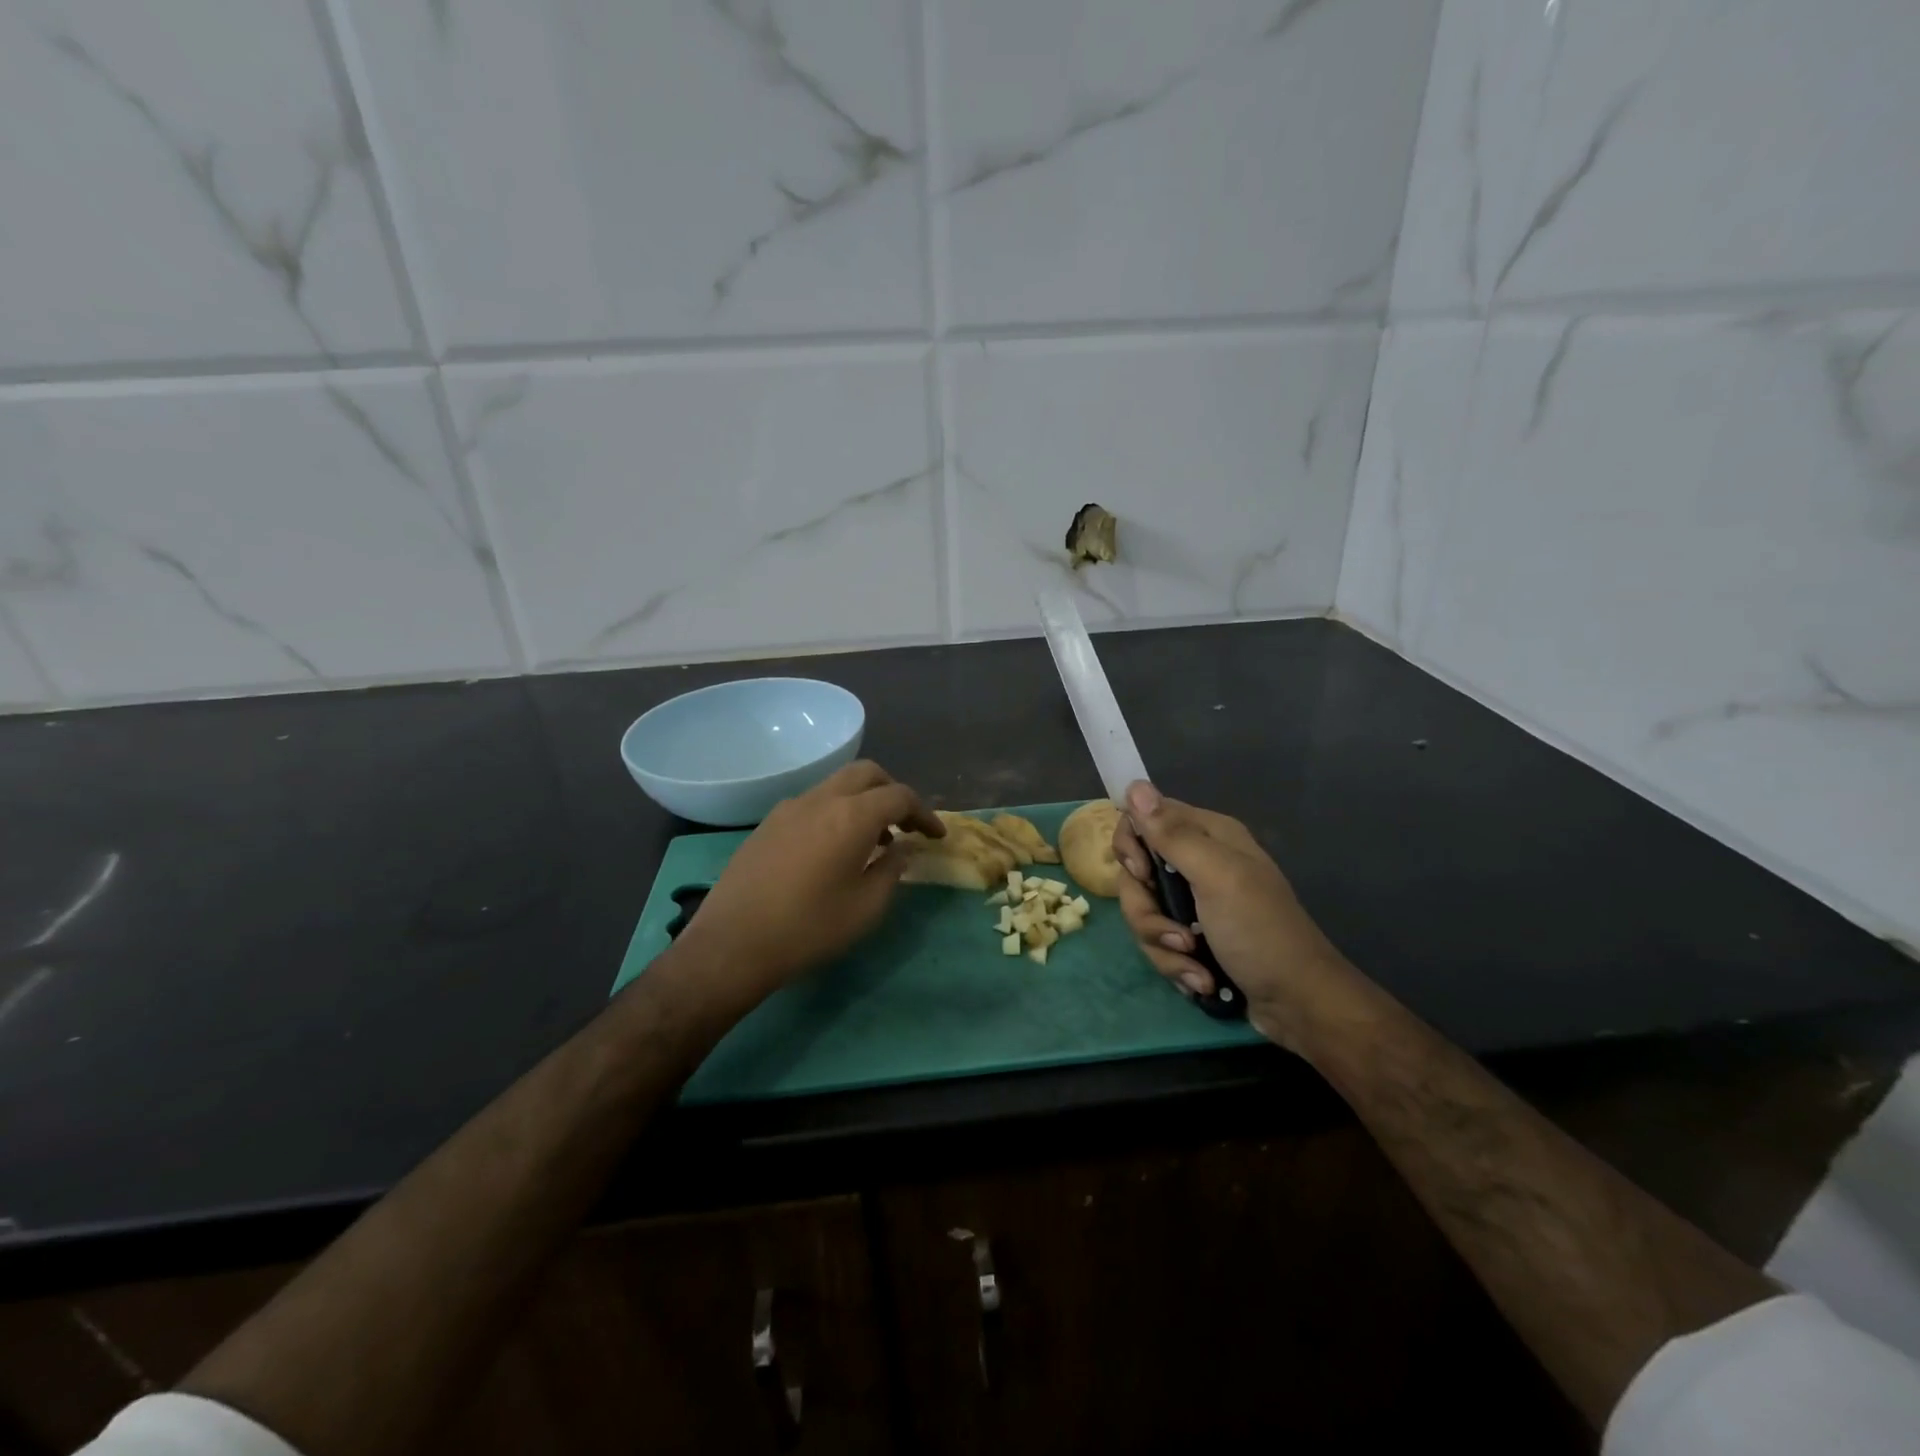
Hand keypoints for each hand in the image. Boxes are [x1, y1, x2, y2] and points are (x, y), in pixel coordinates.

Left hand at [680, 760, 942, 1005]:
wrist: (733, 943)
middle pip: (867, 774)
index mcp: (852, 816)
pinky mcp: (768, 823)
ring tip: (873, 840)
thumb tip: (903, 848)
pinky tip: (833, 849)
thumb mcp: (866, 907)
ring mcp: (790, 807)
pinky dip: (836, 811)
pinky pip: (813, 802)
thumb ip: (892, 870)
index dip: (924, 813)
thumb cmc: (809, 929)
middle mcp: (822, 799)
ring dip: (863, 801)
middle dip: (893, 792)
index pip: (900, 796)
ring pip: (837, 784)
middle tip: (905, 826)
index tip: (936, 836)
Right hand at [1113, 781, 1350, 1049]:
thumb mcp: (1216, 877)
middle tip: (1177, 936)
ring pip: (1144, 913)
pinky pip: (1158, 942)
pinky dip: (1175, 964)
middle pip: (1136, 874)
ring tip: (1196, 966)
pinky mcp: (1191, 937)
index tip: (1142, 874)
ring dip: (1164, 947)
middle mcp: (1197, 863)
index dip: (1131, 846)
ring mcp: (1193, 903)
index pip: (1143, 819)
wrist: (1297, 1004)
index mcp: (1207, 836)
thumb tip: (1134, 784)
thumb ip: (1172, 834)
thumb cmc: (1260, 932)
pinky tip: (1201, 979)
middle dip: (1148, 913)